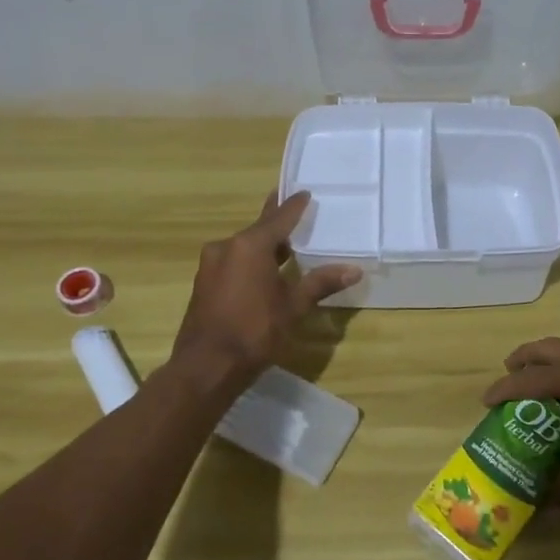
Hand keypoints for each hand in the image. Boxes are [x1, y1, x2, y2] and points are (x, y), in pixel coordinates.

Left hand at [171, 192, 361, 384]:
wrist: (205, 367)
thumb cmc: (254, 331)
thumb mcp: (293, 306)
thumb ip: (321, 283)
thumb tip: (354, 270)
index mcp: (250, 246)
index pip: (279, 218)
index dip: (294, 205)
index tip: (305, 192)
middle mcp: (227, 247)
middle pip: (259, 229)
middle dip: (277, 222)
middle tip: (295, 209)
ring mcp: (211, 265)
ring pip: (244, 247)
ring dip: (264, 245)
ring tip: (285, 243)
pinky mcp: (204, 283)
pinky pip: (233, 261)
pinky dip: (250, 261)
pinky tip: (264, 270)